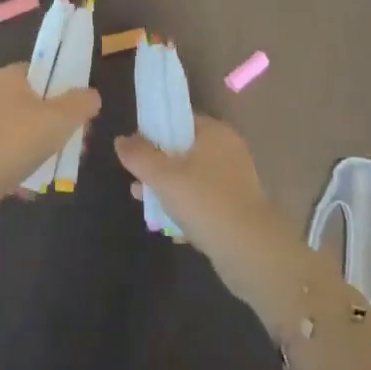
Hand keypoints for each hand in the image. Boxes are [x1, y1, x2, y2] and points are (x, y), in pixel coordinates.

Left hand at [0, 63, 99, 213]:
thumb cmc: (16, 140)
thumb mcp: (61, 119)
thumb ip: (82, 103)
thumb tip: (91, 96)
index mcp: (6, 76)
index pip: (42, 71)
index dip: (64, 88)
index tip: (78, 112)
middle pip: (33, 102)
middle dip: (56, 123)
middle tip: (74, 144)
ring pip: (19, 129)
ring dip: (40, 145)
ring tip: (57, 166)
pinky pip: (3, 150)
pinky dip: (19, 161)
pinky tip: (32, 181)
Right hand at [115, 117, 302, 317]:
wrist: (250, 250)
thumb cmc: (204, 202)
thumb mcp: (163, 177)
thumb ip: (139, 156)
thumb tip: (121, 140)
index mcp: (215, 133)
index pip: (180, 119)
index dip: (155, 130)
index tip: (135, 149)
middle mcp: (228, 150)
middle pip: (184, 150)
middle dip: (158, 165)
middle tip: (136, 180)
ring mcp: (235, 180)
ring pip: (193, 177)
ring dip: (169, 189)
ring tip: (144, 204)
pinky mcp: (237, 207)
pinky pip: (205, 200)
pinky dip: (187, 208)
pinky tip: (170, 226)